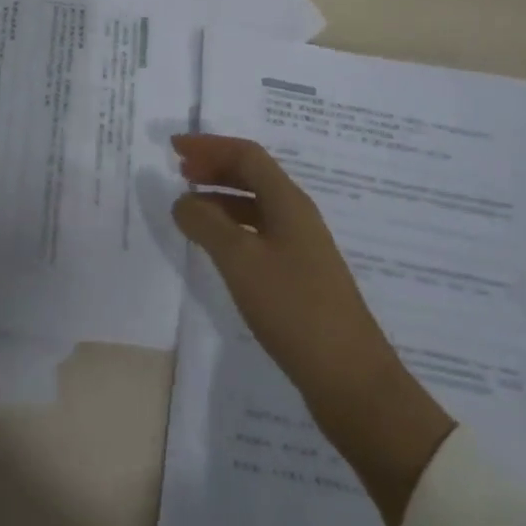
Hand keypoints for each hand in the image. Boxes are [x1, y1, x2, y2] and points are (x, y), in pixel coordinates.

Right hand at [171, 133, 453, 525]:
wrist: (350, 379)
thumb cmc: (294, 308)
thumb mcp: (240, 260)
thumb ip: (207, 224)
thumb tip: (182, 200)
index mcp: (288, 201)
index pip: (246, 155)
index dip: (209, 146)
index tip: (174, 148)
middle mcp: (296, 215)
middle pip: (253, 175)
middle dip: (215, 167)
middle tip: (180, 171)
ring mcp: (301, 247)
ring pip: (255, 205)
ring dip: (221, 197)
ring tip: (190, 207)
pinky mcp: (299, 276)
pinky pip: (259, 233)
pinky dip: (232, 227)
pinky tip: (216, 246)